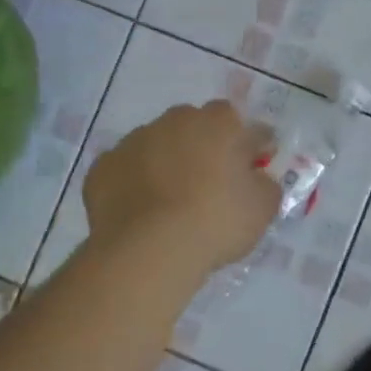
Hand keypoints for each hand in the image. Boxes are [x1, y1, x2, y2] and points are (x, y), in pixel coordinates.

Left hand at [83, 100, 281, 274]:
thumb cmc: (215, 222)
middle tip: (209, 185)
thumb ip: (266, 184)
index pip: (241, 124)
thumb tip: (257, 177)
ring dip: (166, 162)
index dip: (248, 146)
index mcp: (219, 122)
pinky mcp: (104, 166)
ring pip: (157, 144)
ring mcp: (135, 140)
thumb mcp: (263, 208)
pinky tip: (140, 211)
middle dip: (203, 147)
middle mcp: (176, 120)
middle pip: (195, 126)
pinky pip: (125, 169)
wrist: (148, 250)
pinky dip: (133, 183)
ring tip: (171, 202)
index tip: (251, 170)